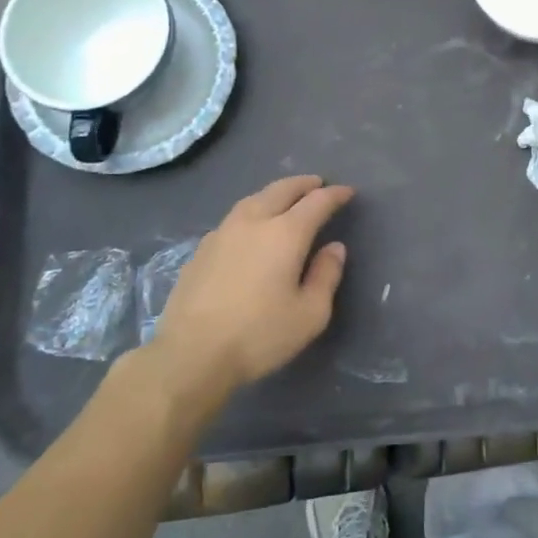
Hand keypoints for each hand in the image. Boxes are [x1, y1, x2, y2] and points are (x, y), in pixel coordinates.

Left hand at [149, 176, 354, 396]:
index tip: (348, 192)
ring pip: (253, 199)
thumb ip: (326, 276)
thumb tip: (334, 248)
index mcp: (285, 234)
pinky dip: (252, 212)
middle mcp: (253, 222)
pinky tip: (250, 228)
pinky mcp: (201, 250)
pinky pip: (233, 218)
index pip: (316, 202)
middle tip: (317, 184)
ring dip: (275, 193)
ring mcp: (222, 233)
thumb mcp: (310, 314)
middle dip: (303, 184)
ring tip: (285, 198)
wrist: (190, 354)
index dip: (334, 195)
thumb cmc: (259, 335)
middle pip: (281, 190)